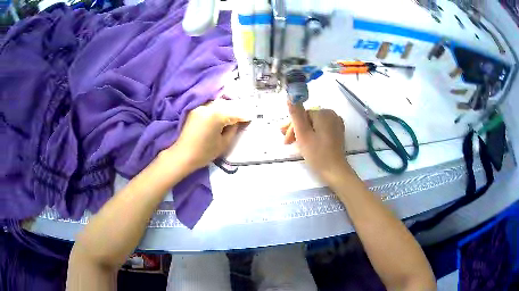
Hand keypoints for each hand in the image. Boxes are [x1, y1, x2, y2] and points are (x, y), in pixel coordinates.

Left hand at [168, 99, 249, 171]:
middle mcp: (208, 107)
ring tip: (233, 114)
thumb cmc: (204, 152)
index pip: (235, 113)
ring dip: (227, 107)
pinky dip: (218, 108)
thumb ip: (233, 130)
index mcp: (217, 115)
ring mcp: (200, 107)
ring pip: (218, 103)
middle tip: (244, 115)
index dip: (244, 116)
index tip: (251, 118)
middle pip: (227, 104)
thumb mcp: (224, 143)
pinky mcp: (195, 110)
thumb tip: (238, 122)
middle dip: (236, 109)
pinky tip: (222, 114)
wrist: (183, 155)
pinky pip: (210, 105)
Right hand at [282, 102, 351, 179]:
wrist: (334, 171)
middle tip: (287, 142)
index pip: (302, 115)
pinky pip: (322, 128)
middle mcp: (332, 114)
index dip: (292, 127)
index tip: (286, 141)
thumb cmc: (317, 154)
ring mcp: (336, 123)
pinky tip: (308, 143)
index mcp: (324, 113)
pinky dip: (314, 134)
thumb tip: (290, 96)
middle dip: (297, 129)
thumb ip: (296, 114)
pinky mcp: (338, 132)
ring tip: (296, 144)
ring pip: (314, 124)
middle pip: (308, 119)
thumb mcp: (303, 134)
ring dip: (304, 132)